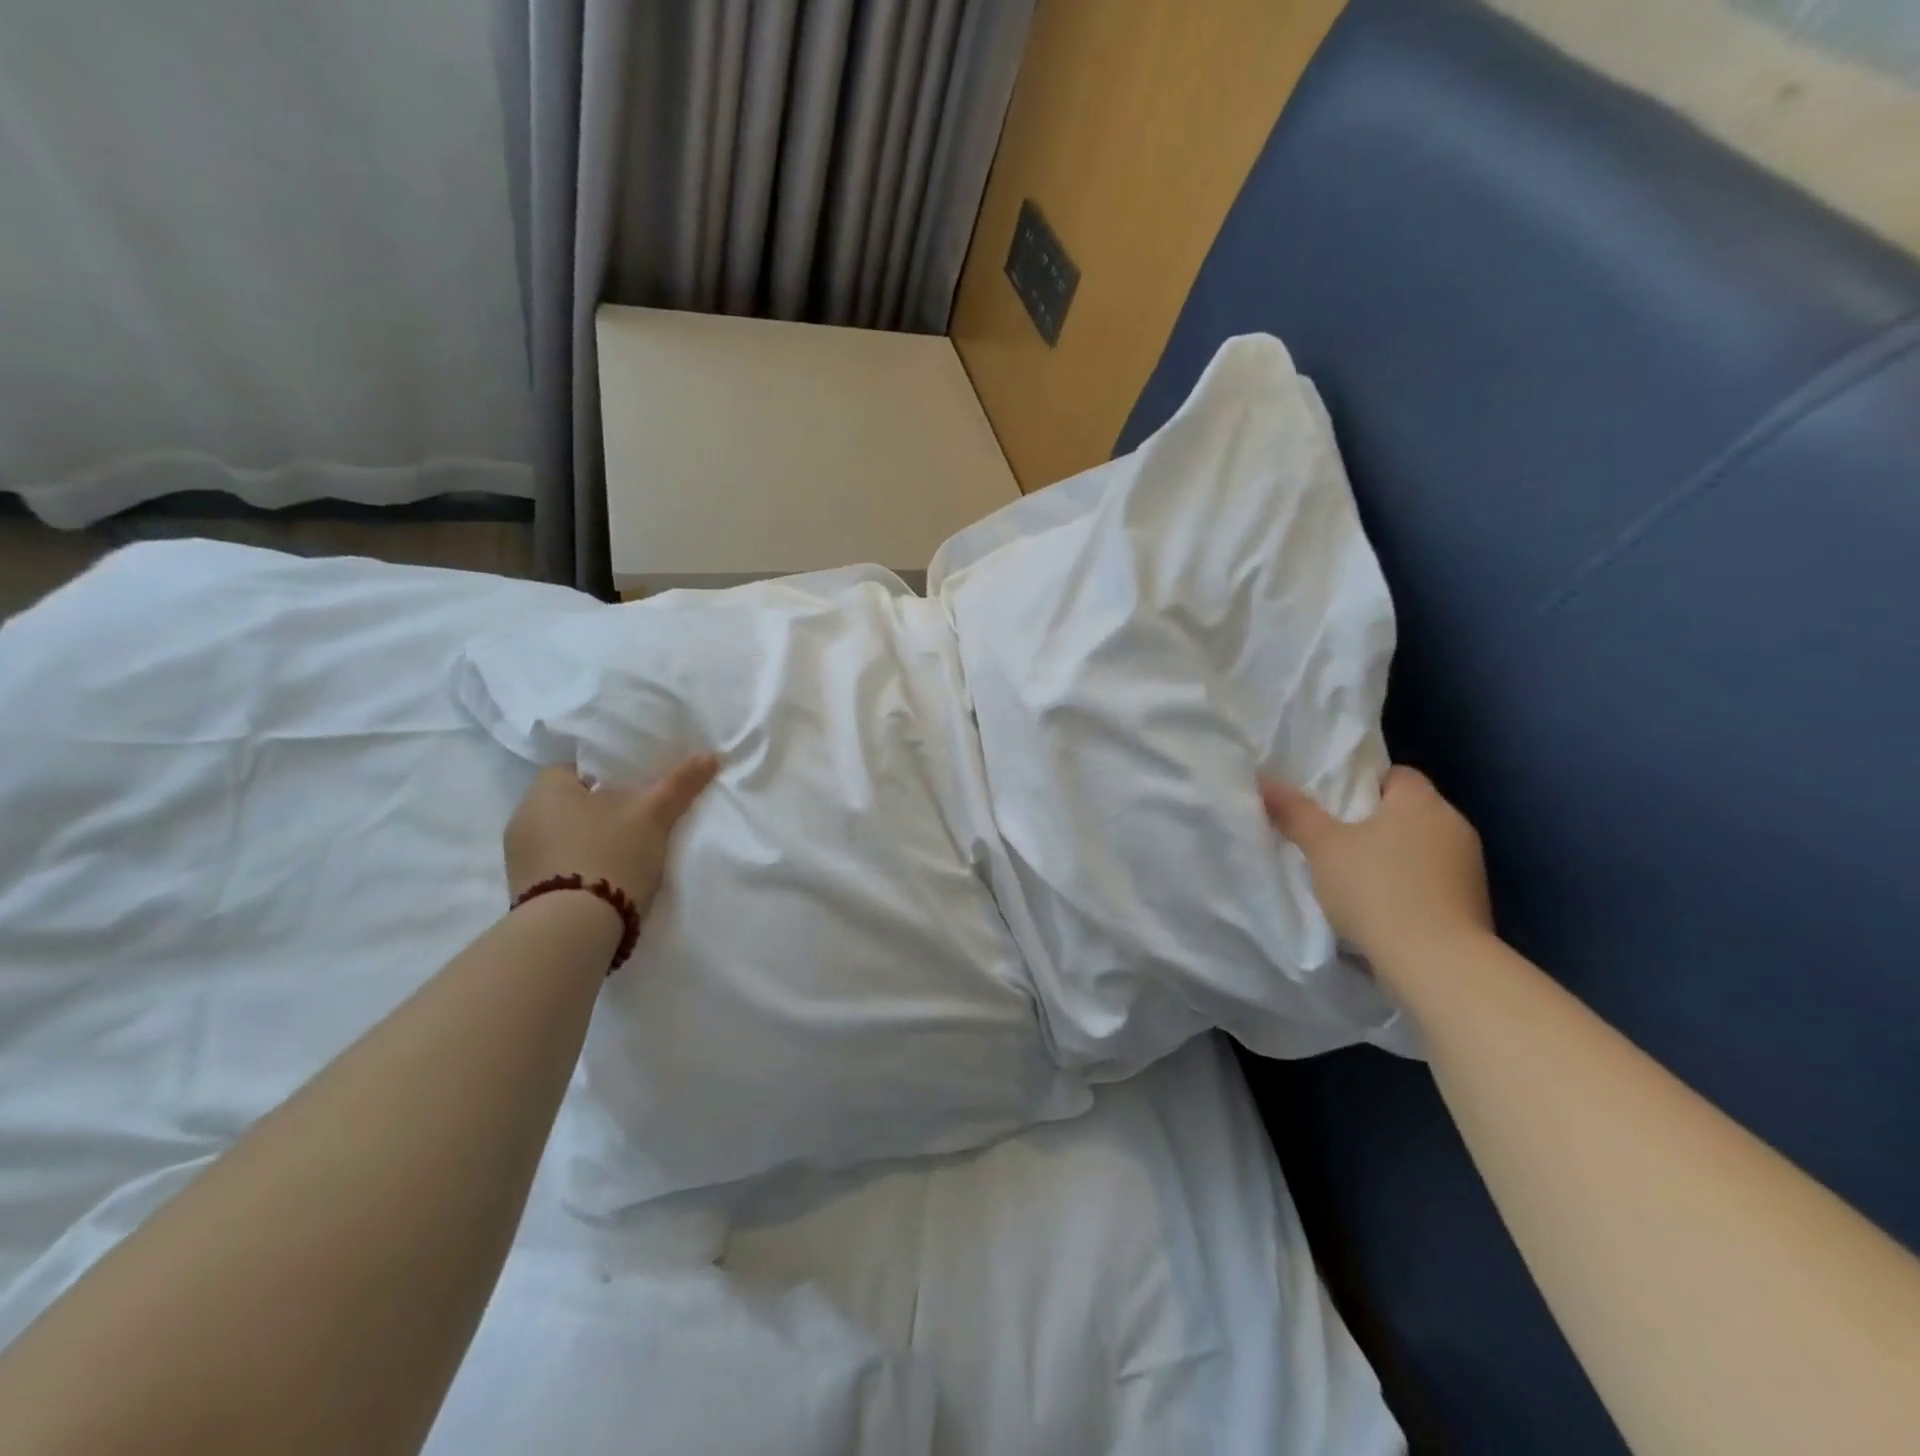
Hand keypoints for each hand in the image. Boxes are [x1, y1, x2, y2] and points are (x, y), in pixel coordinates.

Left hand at [505, 755, 719, 919]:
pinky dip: (580, 866)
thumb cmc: (610, 855)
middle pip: (570, 802)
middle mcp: (523, 817)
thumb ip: (679, 784)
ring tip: (627, 850)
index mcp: (545, 789)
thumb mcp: (653, 815)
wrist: (572, 931)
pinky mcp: (524, 891)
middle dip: (600, 808)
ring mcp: (519, 858)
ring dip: (589, 840)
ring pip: (563, 835)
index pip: (575, 767)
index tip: (634, 787)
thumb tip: (710, 756)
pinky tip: (608, 877)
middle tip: (638, 817)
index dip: (606, 773)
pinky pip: (557, 865)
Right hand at [1260, 766, 1492, 969]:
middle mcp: (1453, 824)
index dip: (1364, 784)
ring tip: (1356, 877)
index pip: (1396, 775)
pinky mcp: (1475, 902)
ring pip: (1422, 846)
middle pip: (1408, 811)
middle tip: (1336, 840)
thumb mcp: (1323, 847)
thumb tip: (1264, 779)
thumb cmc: (1376, 889)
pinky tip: (1384, 906)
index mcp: (1421, 801)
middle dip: (1376, 822)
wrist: (1437, 962)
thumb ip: (1294, 812)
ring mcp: (1469, 865)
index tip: (1335, 806)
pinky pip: (1434, 879)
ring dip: (1395, 856)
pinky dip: (1411, 885)